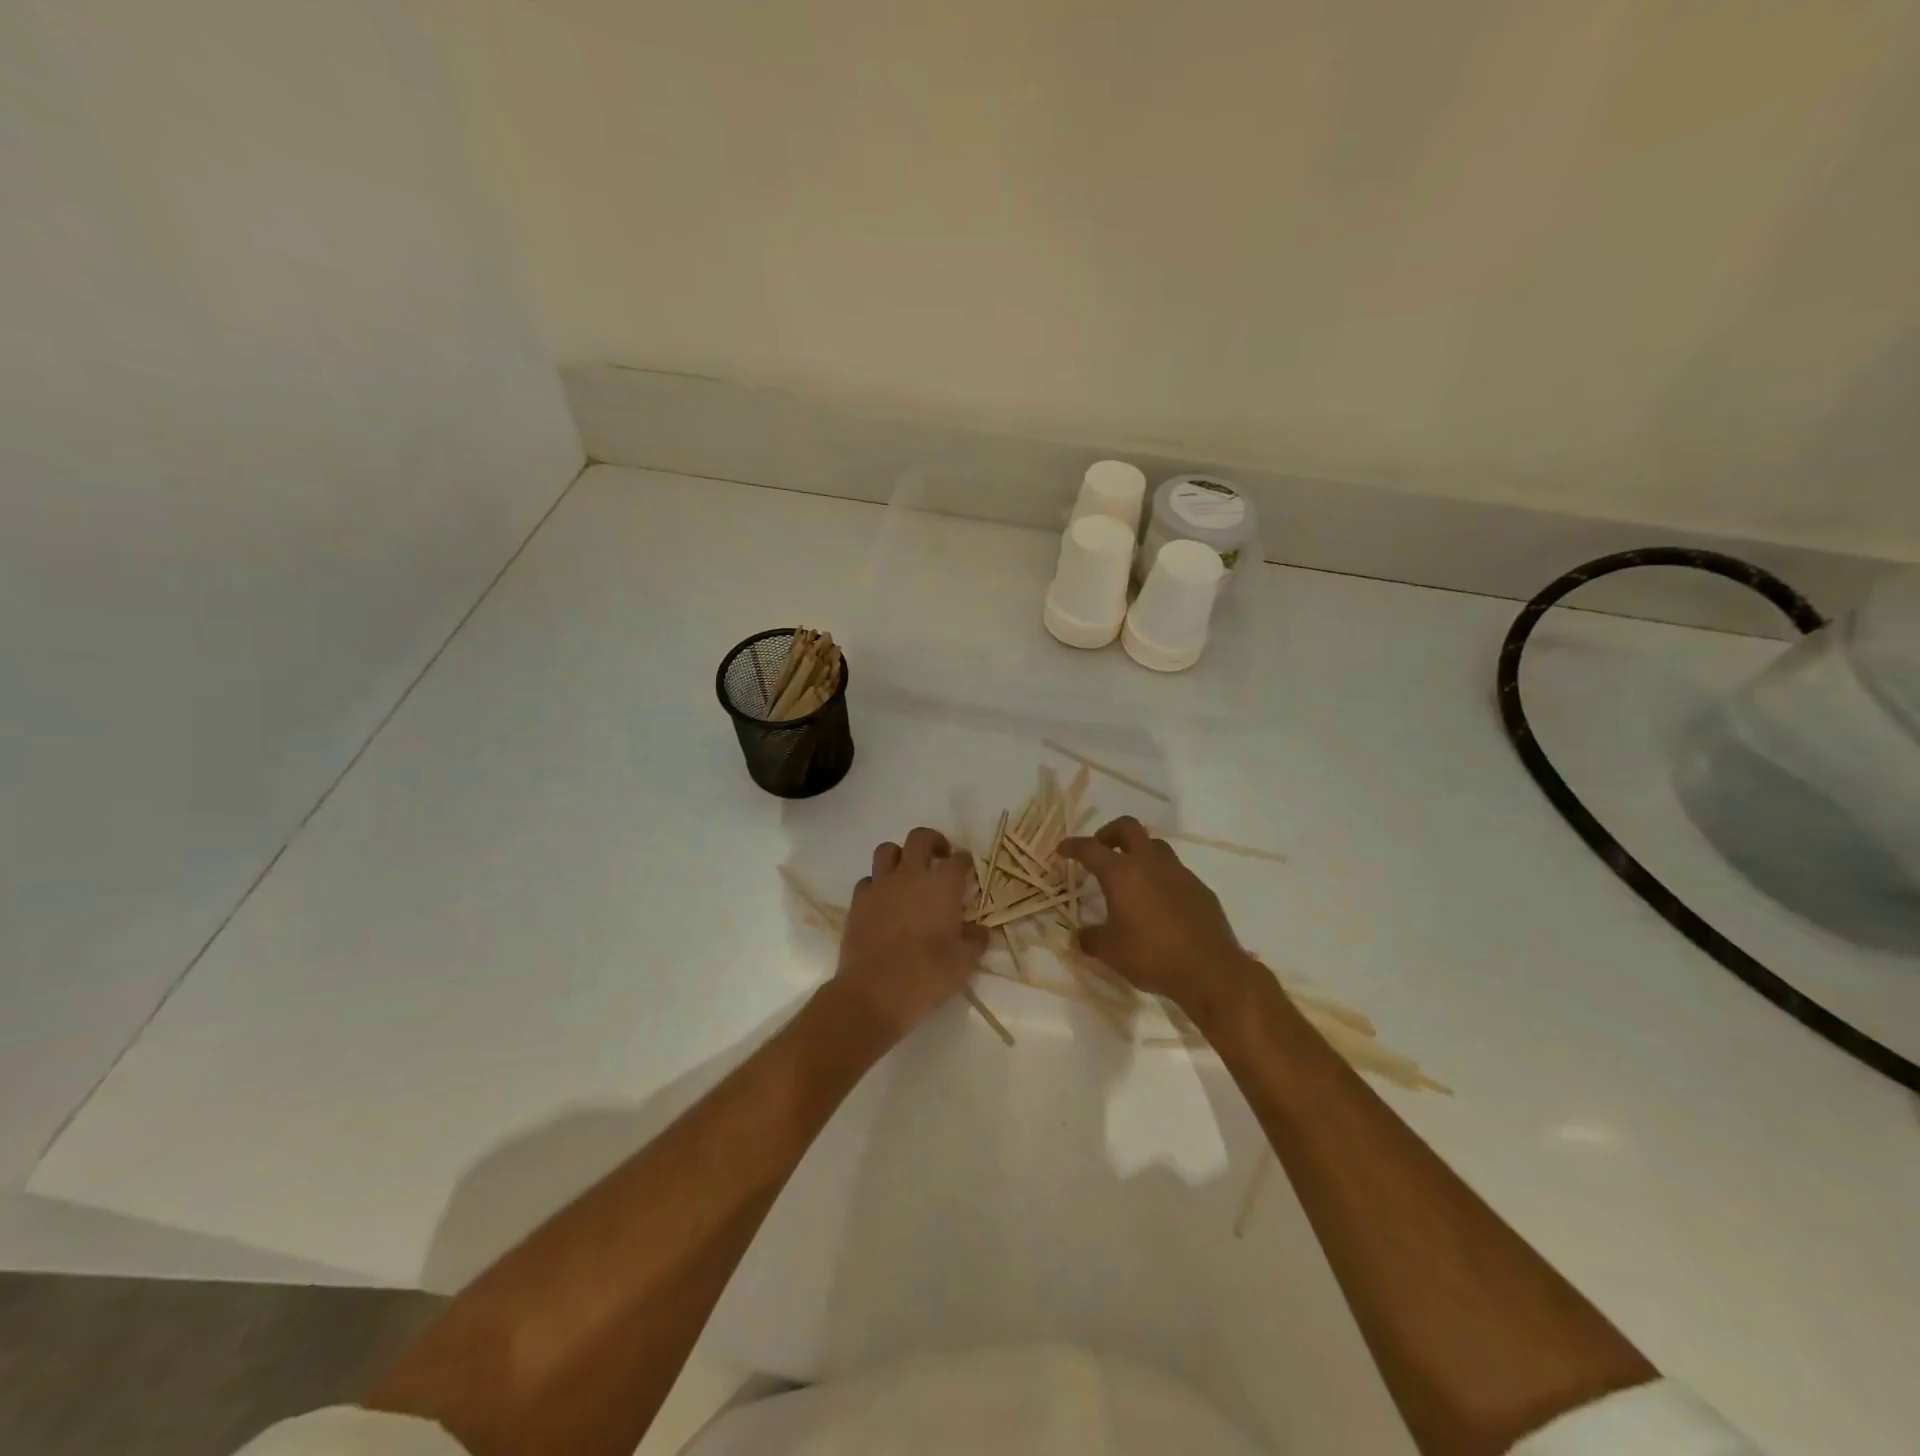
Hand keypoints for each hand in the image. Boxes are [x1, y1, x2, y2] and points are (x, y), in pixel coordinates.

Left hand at [831, 828, 988, 1039]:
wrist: (874, 992)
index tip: (967, 869)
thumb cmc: (927, 975)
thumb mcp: (964, 962)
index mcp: (941, 885)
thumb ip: (975, 940)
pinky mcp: (857, 902)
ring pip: (887, 850)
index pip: (958, 859)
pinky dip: (877, 883)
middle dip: (933, 841)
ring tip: (908, 873)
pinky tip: (884, 900)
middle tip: (940, 856)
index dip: (964, 861)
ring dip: (900, 855)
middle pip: (920, 838)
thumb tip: (980, 931)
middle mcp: (910, 875)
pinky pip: (868, 880)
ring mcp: (880, 886)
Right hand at [1063, 816, 1259, 1020]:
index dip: (1073, 846)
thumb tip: (1081, 936)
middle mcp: (1150, 864)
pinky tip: (1159, 902)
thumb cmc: (1151, 956)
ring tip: (1131, 876)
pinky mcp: (1200, 888)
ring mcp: (1179, 873)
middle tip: (1101, 850)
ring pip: (1155, 846)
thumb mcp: (1110, 952)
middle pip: (1128, 827)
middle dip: (1109, 833)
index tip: (1063, 850)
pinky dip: (1161, 877)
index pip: (1090, 849)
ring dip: (1139, 852)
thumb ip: (1090, 939)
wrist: (1210, 971)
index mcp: (1121, 873)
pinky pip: (1176, 872)